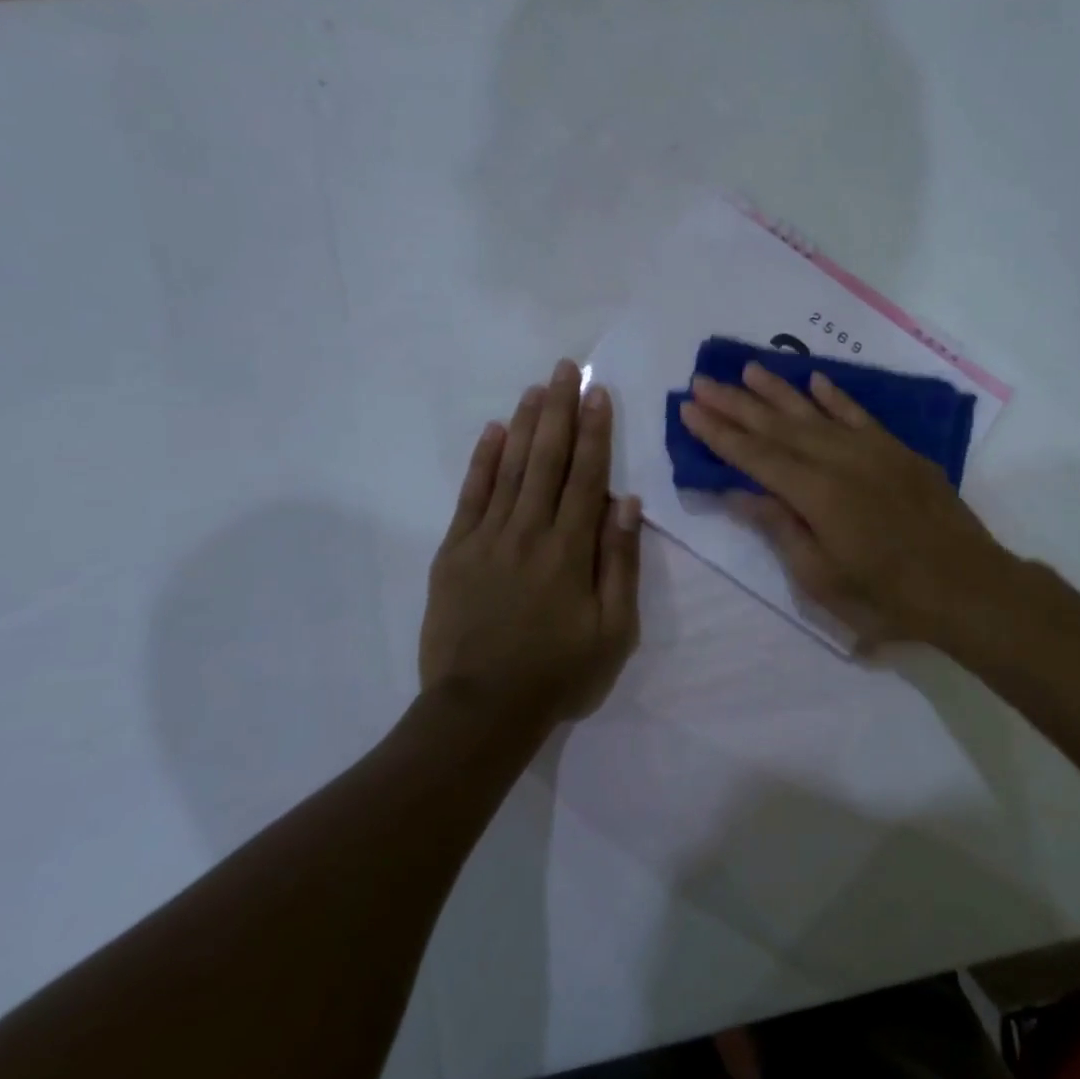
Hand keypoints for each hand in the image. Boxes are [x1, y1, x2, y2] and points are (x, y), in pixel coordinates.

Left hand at [420, 359, 641, 727]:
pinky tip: (494, 432)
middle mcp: (529, 531)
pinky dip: (483, 461)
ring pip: (511, 468)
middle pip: (548, 460)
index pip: (587, 475)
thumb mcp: (613, 629)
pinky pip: (471, 496)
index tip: (597, 393)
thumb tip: (625, 502)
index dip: (595, 431)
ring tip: (537, 387)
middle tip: (565, 368)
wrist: (482, 710)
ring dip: (526, 424)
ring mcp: (486, 538)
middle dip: (559, 410)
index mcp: (570, 549)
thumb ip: (619, 562)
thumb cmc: (559, 673)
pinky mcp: (454, 552)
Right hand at [679, 363, 1013, 649]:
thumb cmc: (887, 596)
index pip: (755, 456)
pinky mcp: (898, 451)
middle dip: (736, 404)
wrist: (967, 586)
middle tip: (701, 381)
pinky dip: (835, 397)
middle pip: (777, 427)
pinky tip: (814, 380)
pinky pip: (859, 415)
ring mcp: (872, 451)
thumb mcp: (821, 577)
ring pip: (814, 413)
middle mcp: (839, 460)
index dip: (719, 433)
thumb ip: (779, 528)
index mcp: (815, 494)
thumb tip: (738, 492)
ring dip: (778, 391)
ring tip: (747, 370)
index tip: (689, 409)